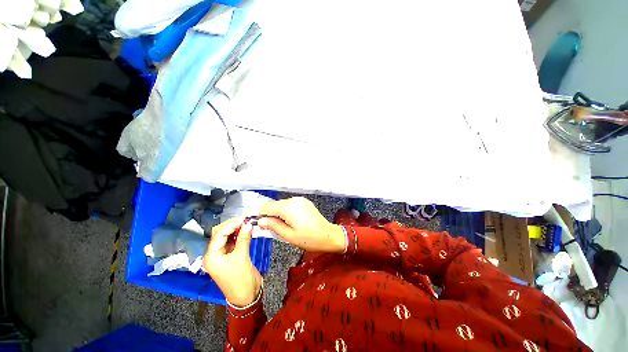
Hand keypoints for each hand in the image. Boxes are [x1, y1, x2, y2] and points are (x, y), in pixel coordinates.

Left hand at [203, 217, 261, 306]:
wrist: (247, 296)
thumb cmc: (240, 279)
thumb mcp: (242, 258)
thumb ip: (244, 239)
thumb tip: (248, 223)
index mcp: (212, 256)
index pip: (219, 234)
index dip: (231, 224)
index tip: (244, 217)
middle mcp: (215, 254)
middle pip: (221, 234)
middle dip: (232, 225)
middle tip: (246, 218)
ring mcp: (223, 254)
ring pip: (227, 236)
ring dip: (236, 229)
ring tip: (247, 222)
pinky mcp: (232, 255)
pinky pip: (234, 241)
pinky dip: (240, 234)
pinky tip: (246, 229)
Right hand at [258, 197, 345, 252]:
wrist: (328, 235)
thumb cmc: (309, 239)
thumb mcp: (288, 236)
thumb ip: (273, 226)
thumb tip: (260, 221)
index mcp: (288, 208)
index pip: (266, 207)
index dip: (261, 216)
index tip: (262, 225)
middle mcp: (293, 200)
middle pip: (274, 205)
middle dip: (271, 215)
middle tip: (274, 229)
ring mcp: (300, 200)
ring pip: (281, 204)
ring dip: (279, 213)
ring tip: (285, 226)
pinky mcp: (304, 201)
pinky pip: (290, 204)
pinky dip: (287, 211)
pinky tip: (292, 221)